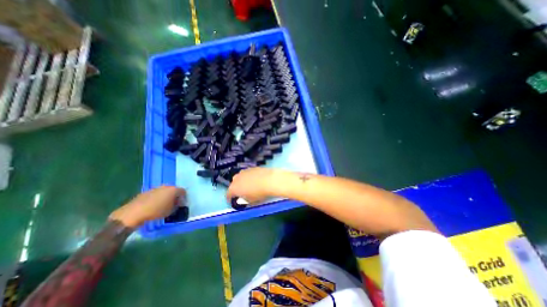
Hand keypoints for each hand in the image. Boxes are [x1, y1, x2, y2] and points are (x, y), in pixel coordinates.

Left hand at [110, 184, 185, 227]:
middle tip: (174, 204)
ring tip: (164, 205)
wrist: (134, 212)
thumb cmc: (156, 211)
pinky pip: (156, 194)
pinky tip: (154, 205)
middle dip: (175, 196)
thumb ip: (176, 206)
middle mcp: (166, 186)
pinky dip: (158, 198)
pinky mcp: (147, 191)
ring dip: (166, 197)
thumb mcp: (171, 211)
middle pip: (174, 190)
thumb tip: (177, 204)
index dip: (183, 198)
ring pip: (165, 191)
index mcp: (174, 189)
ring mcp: (156, 188)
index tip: (181, 204)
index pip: (183, 191)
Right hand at [226, 168, 278, 203]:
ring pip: (240, 178)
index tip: (233, 202)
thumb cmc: (258, 194)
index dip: (230, 199)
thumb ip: (243, 201)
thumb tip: (242, 200)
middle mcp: (236, 178)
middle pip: (233, 185)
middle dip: (236, 189)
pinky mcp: (251, 168)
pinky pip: (248, 174)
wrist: (270, 180)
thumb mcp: (250, 202)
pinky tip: (256, 180)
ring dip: (243, 182)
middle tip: (242, 194)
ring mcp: (244, 171)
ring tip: (250, 187)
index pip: (228, 195)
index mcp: (233, 188)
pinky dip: (249, 177)